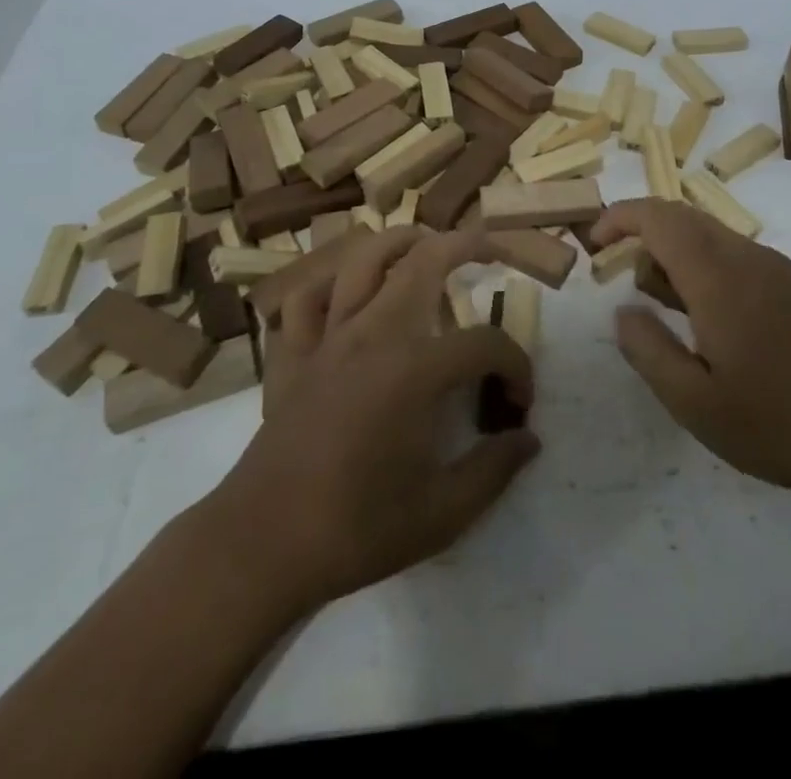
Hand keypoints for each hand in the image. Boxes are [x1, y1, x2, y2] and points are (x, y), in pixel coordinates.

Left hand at [206, 228, 539, 613]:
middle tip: (490, 248)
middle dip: (464, 245)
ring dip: (398, 242)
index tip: (519, 402)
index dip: (515, 365)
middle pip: (423, 262)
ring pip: (362, 260)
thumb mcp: (442, 514)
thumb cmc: (356, 530)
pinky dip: (328, 283)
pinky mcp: (292, 354)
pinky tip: (345, 290)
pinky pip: (307, 298)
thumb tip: (529, 439)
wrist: (261, 547)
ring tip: (423, 242)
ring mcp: (327, 338)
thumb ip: (494, 470)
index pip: (484, 344)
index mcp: (415, 369)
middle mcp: (373, 334)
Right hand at [593, 199, 790, 501]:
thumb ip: (648, 351)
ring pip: (711, 236)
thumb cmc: (781, 420)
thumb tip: (622, 311)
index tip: (594, 242)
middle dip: (643, 232)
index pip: (658, 217)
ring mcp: (778, 269)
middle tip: (620, 273)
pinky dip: (705, 267)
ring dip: (675, 254)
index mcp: (717, 276)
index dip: (619, 218)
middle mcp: (747, 257)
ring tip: (663, 307)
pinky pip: (737, 256)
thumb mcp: (696, 403)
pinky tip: (710, 322)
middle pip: (683, 217)